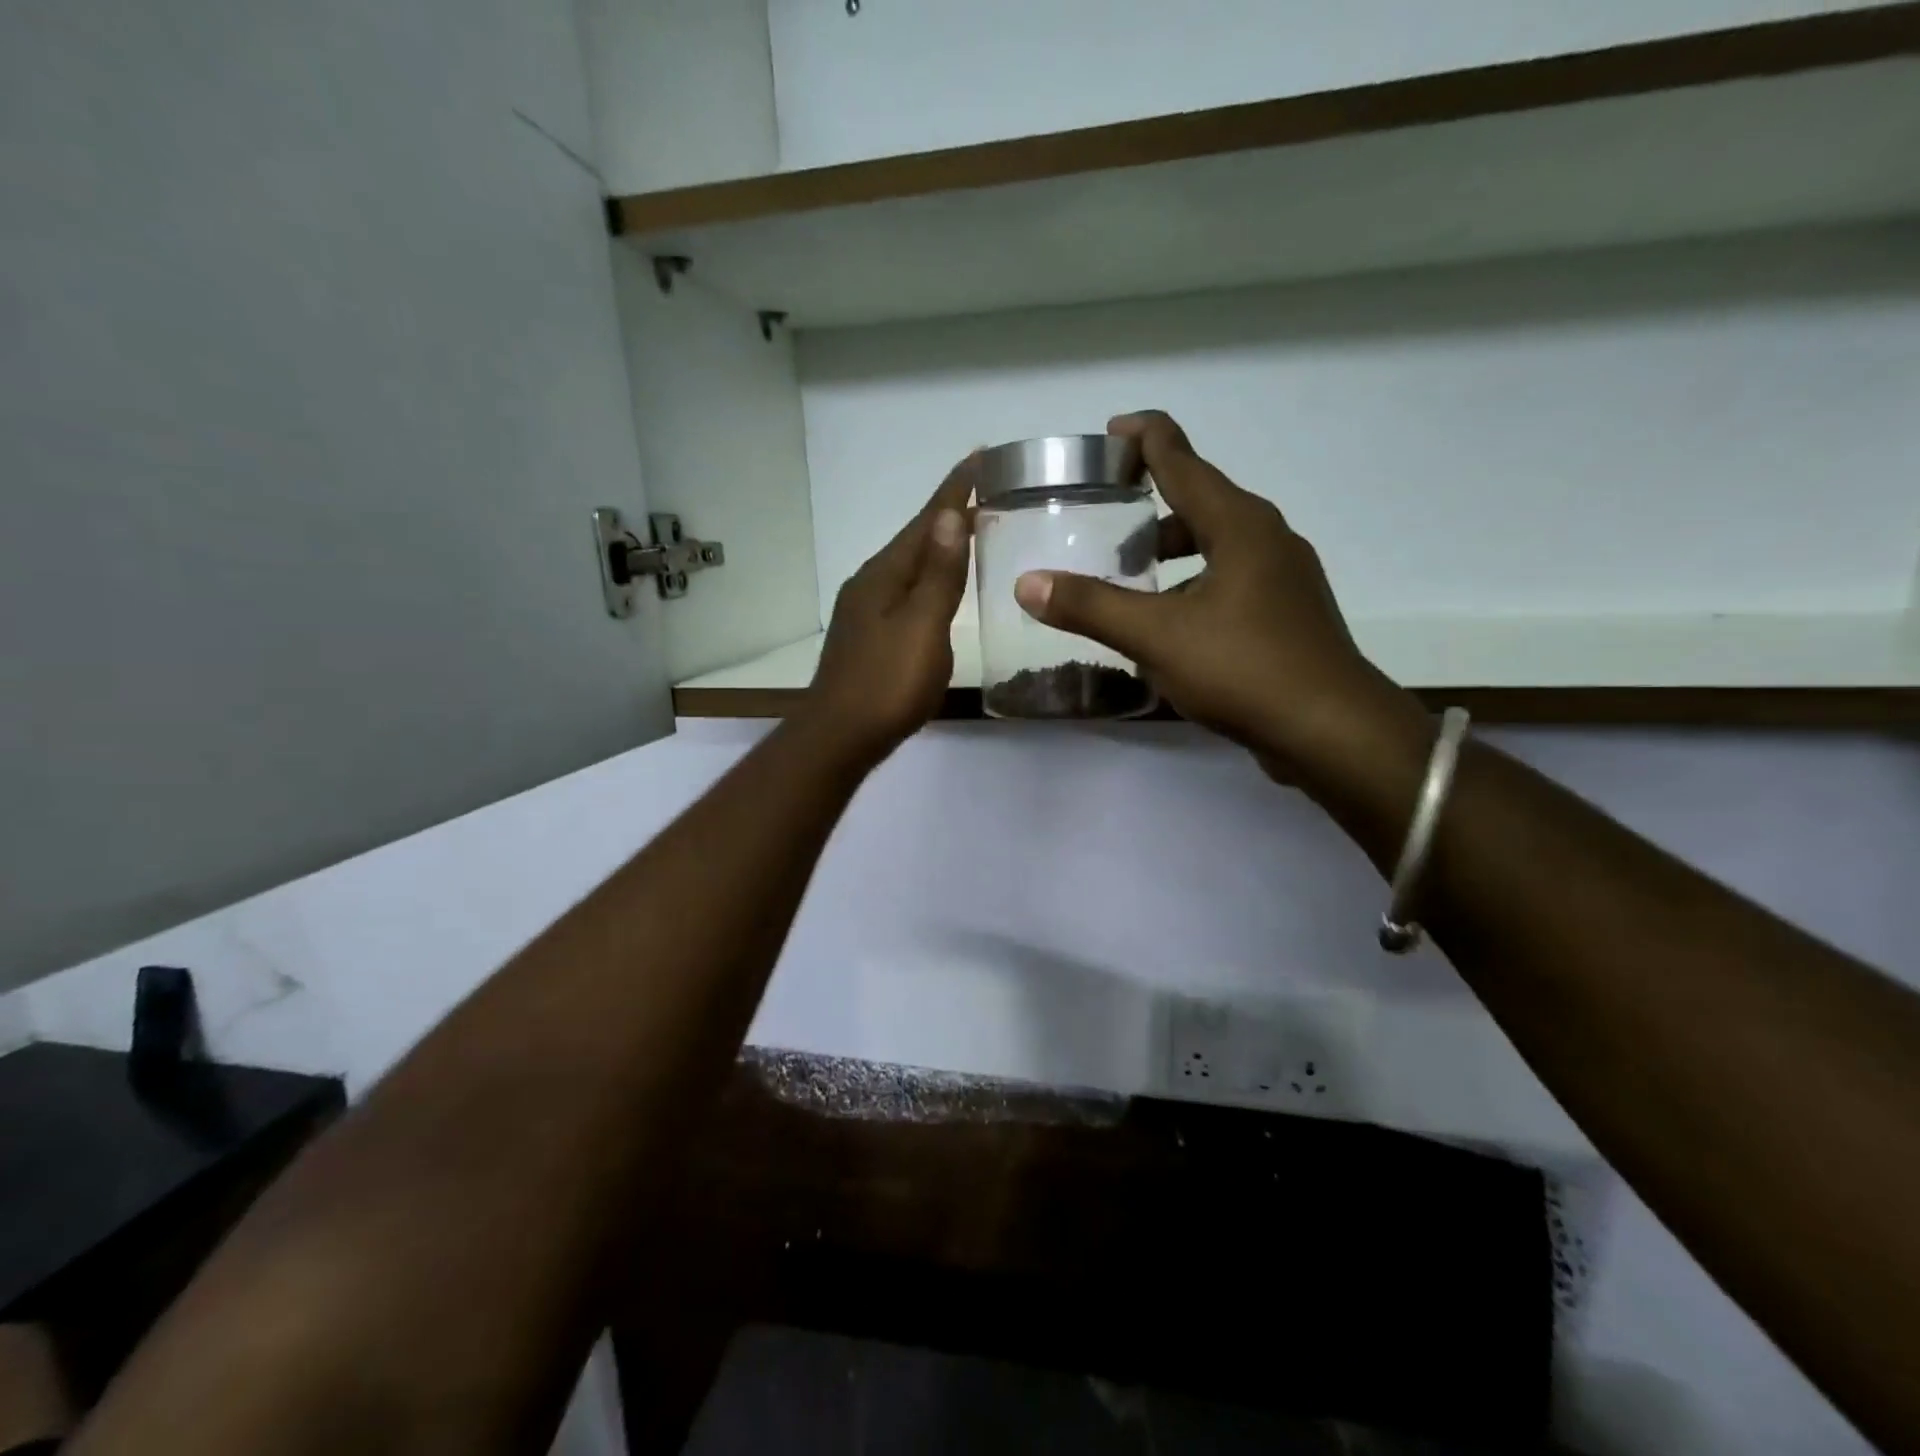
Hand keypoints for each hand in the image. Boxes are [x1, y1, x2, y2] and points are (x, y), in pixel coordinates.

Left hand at [805, 453, 976, 761]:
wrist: (841, 736)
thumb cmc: (887, 683)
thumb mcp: (922, 627)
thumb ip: (938, 575)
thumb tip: (950, 516)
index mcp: (885, 574)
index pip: (925, 521)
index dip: (954, 489)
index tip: (980, 456)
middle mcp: (871, 583)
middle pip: (915, 538)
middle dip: (947, 512)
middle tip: (984, 490)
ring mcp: (866, 610)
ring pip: (909, 565)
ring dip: (937, 544)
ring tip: (968, 529)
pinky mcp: (869, 634)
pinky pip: (905, 590)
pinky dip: (928, 577)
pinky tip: (938, 587)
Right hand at [1012, 411, 1420, 783]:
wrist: (1331, 731)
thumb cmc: (1244, 669)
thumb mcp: (1157, 636)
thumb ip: (1091, 607)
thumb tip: (1027, 583)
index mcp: (1239, 525)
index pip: (1184, 460)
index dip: (1146, 439)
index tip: (1112, 430)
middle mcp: (1267, 539)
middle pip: (1201, 503)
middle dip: (1152, 509)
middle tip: (1107, 524)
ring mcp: (1284, 579)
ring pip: (1217, 548)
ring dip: (1174, 555)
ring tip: (1131, 582)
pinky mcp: (1288, 616)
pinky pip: (1230, 583)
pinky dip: (1194, 588)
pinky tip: (1169, 628)